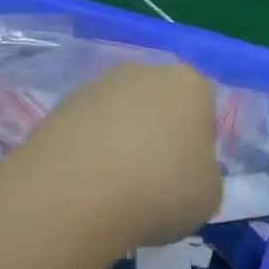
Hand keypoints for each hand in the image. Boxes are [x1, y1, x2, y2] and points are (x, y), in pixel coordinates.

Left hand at [22, 60, 220, 246]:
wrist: (76, 194)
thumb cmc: (160, 190)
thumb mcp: (209, 195)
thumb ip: (204, 175)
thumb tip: (186, 175)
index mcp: (188, 84)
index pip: (204, 108)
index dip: (199, 142)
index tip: (188, 174)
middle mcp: (143, 72)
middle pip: (159, 104)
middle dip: (158, 134)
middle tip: (154, 179)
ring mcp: (97, 85)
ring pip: (120, 115)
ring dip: (121, 141)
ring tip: (115, 187)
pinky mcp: (59, 106)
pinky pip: (87, 129)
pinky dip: (90, 151)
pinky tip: (88, 184)